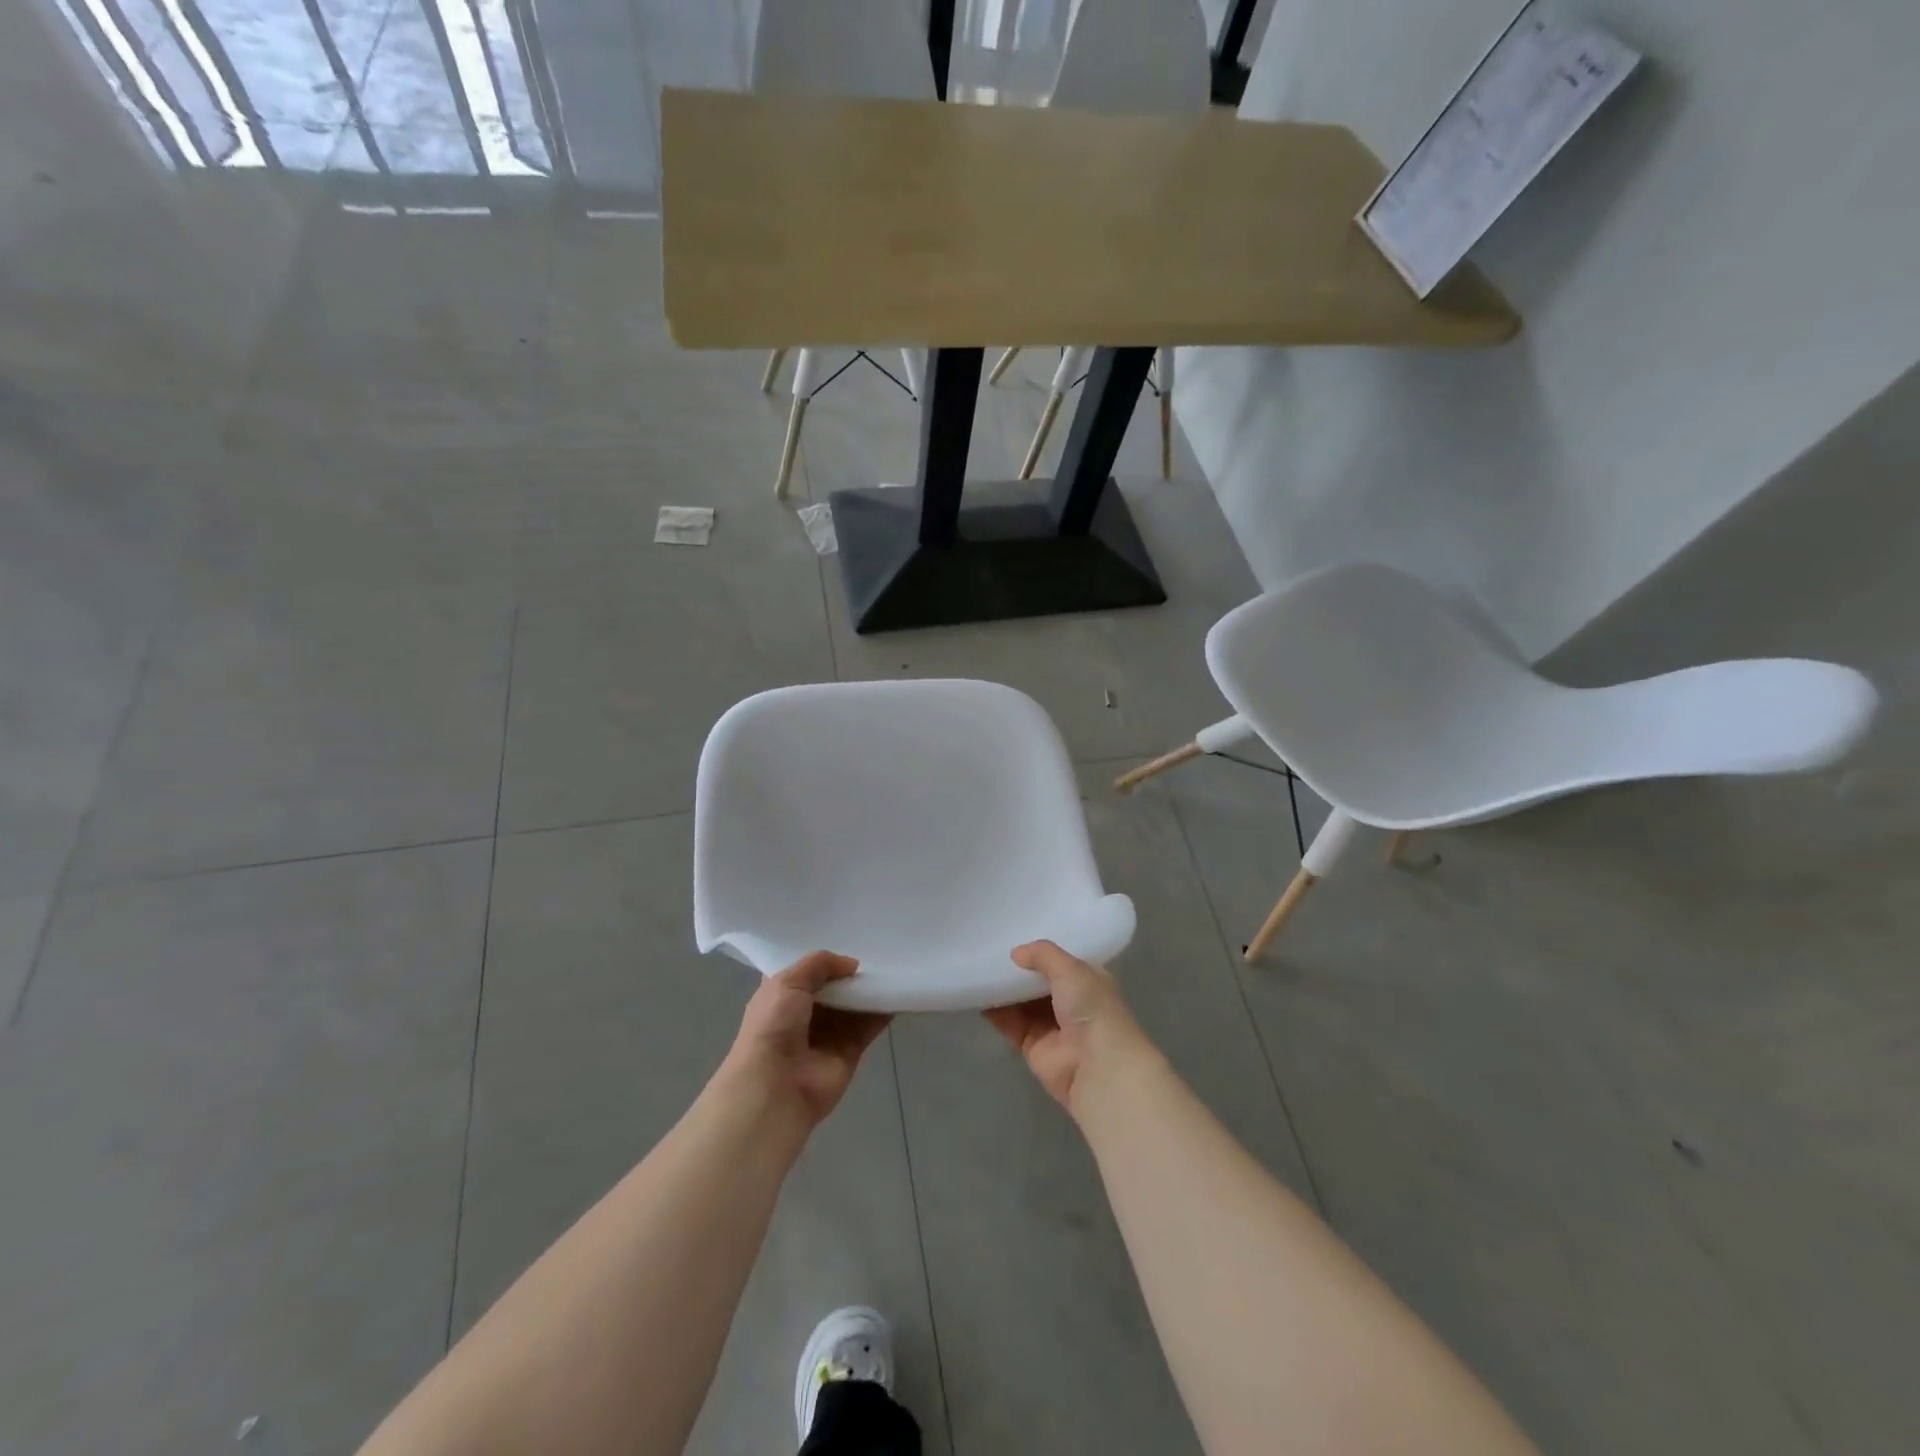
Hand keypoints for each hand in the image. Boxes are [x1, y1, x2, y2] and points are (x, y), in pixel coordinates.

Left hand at [722, 952, 890, 1127]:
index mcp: (782, 994)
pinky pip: (871, 1024)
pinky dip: (885, 1009)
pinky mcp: (851, 1049)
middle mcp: (805, 1011)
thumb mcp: (787, 982)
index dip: (822, 956)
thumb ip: (819, 964)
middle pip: (834, 985)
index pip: (804, 969)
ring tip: (894, 962)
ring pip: (855, 1003)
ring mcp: (829, 1031)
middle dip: (851, 969)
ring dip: (870, 987)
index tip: (846, 934)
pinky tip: (899, 989)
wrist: (777, 1087)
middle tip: (878, 945)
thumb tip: (852, 965)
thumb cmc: (773, 1027)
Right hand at [984, 941, 1153, 1115]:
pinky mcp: (1031, 1045)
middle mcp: (1070, 1002)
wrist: (1097, 1068)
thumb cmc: (1092, 1009)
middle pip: (1037, 981)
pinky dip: (994, 1010)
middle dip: (1017, 968)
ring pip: (1020, 1001)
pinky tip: (976, 993)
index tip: (1014, 933)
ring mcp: (1050, 1025)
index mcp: (1088, 981)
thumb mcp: (1072, 970)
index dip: (1040, 951)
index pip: (1061, 961)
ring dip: (1003, 988)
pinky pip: (1008, 1022)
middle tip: (989, 948)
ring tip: (978, 966)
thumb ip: (1044, 955)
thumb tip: (1015, 953)